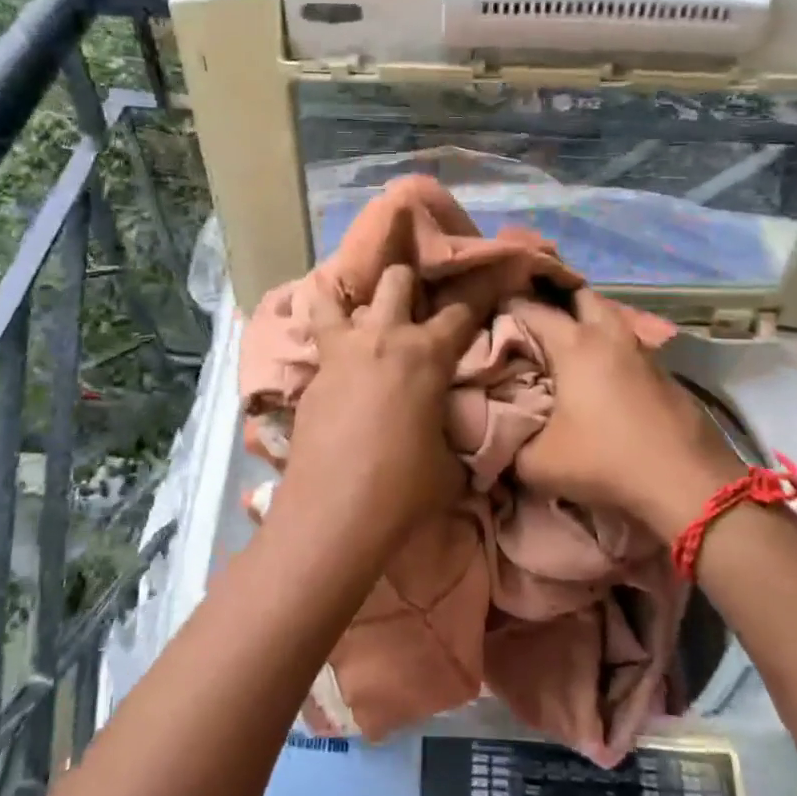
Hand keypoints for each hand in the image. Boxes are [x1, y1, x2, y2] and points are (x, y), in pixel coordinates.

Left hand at [280, 263, 478, 532]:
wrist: (334, 515)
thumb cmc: (404, 489)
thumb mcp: (451, 465)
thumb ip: (454, 435)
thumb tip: (455, 435)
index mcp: (427, 355)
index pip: (461, 311)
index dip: (477, 296)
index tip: (485, 287)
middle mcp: (383, 338)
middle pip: (396, 280)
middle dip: (410, 283)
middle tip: (415, 305)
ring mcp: (340, 353)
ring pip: (335, 296)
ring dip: (351, 298)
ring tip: (361, 314)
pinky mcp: (311, 376)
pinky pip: (317, 339)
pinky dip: (326, 337)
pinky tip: (336, 358)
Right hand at [512, 290, 746, 540]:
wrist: (686, 482)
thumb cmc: (605, 460)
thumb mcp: (538, 464)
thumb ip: (509, 447)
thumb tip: (497, 441)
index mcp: (574, 344)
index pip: (530, 308)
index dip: (506, 307)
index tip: (489, 316)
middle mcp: (609, 335)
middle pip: (579, 295)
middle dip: (554, 299)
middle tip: (532, 320)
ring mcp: (642, 351)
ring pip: (610, 319)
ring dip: (587, 324)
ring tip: (565, 348)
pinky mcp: (665, 373)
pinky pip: (628, 347)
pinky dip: (610, 350)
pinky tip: (602, 378)